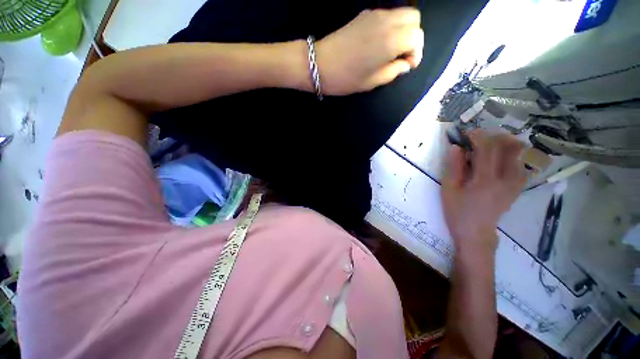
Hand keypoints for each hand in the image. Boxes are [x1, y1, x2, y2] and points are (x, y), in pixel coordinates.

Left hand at [316, 8, 423, 95]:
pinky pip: (387, 13)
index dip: (416, 51)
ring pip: (401, 12)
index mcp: (391, 39)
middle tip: (403, 49)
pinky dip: (390, 23)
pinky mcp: (363, 15)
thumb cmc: (346, 76)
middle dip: (414, 33)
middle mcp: (385, 22)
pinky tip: (379, 38)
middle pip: (413, 17)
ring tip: (393, 44)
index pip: (418, 36)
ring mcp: (373, 15)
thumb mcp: (377, 79)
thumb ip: (398, 69)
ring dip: (403, 26)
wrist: (316, 63)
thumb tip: (405, 62)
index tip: (406, 63)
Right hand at [441, 131, 526, 252]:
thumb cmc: (460, 217)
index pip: (486, 147)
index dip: (478, 135)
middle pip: (506, 147)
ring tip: (499, 143)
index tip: (468, 135)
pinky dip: (517, 162)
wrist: (476, 239)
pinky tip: (510, 160)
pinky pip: (521, 172)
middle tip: (485, 136)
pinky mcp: (513, 192)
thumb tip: (456, 146)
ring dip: (510, 146)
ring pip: (517, 158)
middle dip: (495, 136)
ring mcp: (510, 186)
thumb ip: (452, 168)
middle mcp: (501, 179)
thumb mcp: (449, 193)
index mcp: (484, 179)